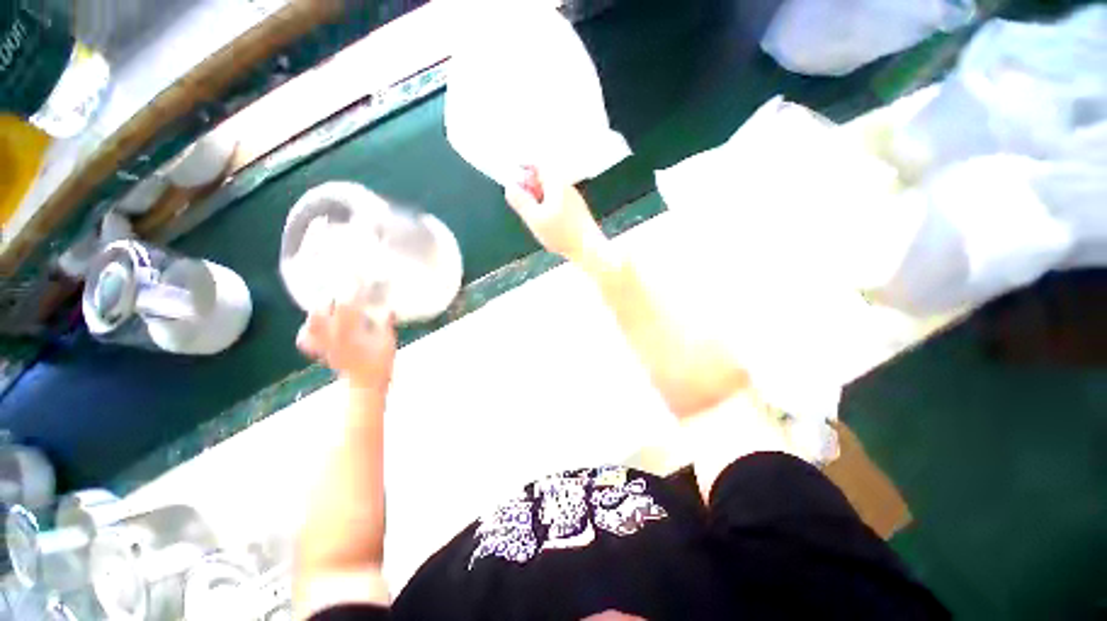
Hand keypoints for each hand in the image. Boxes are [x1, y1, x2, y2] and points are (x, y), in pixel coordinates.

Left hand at [297, 289, 396, 390]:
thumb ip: (387, 323)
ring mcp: (324, 344)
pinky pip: (306, 340)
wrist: (366, 384)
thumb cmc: (380, 362)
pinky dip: (307, 331)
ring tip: (326, 304)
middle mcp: (333, 335)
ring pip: (311, 323)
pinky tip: (315, 326)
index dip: (351, 290)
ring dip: (317, 311)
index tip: (356, 278)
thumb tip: (390, 309)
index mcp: (351, 330)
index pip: (347, 305)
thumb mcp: (388, 340)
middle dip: (328, 298)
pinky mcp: (321, 351)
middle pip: (321, 311)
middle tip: (339, 290)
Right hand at [505, 167, 608, 263]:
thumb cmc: (562, 234)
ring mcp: (574, 199)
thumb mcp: (535, 219)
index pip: (538, 165)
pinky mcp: (577, 211)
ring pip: (551, 191)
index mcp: (556, 183)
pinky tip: (547, 223)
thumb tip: (509, 186)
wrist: (589, 249)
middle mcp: (567, 187)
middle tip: (520, 200)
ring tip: (533, 214)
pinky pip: (559, 202)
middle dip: (530, 186)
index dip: (524, 169)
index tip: (513, 179)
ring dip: (539, 198)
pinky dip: (549, 207)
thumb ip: (521, 201)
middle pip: (545, 178)